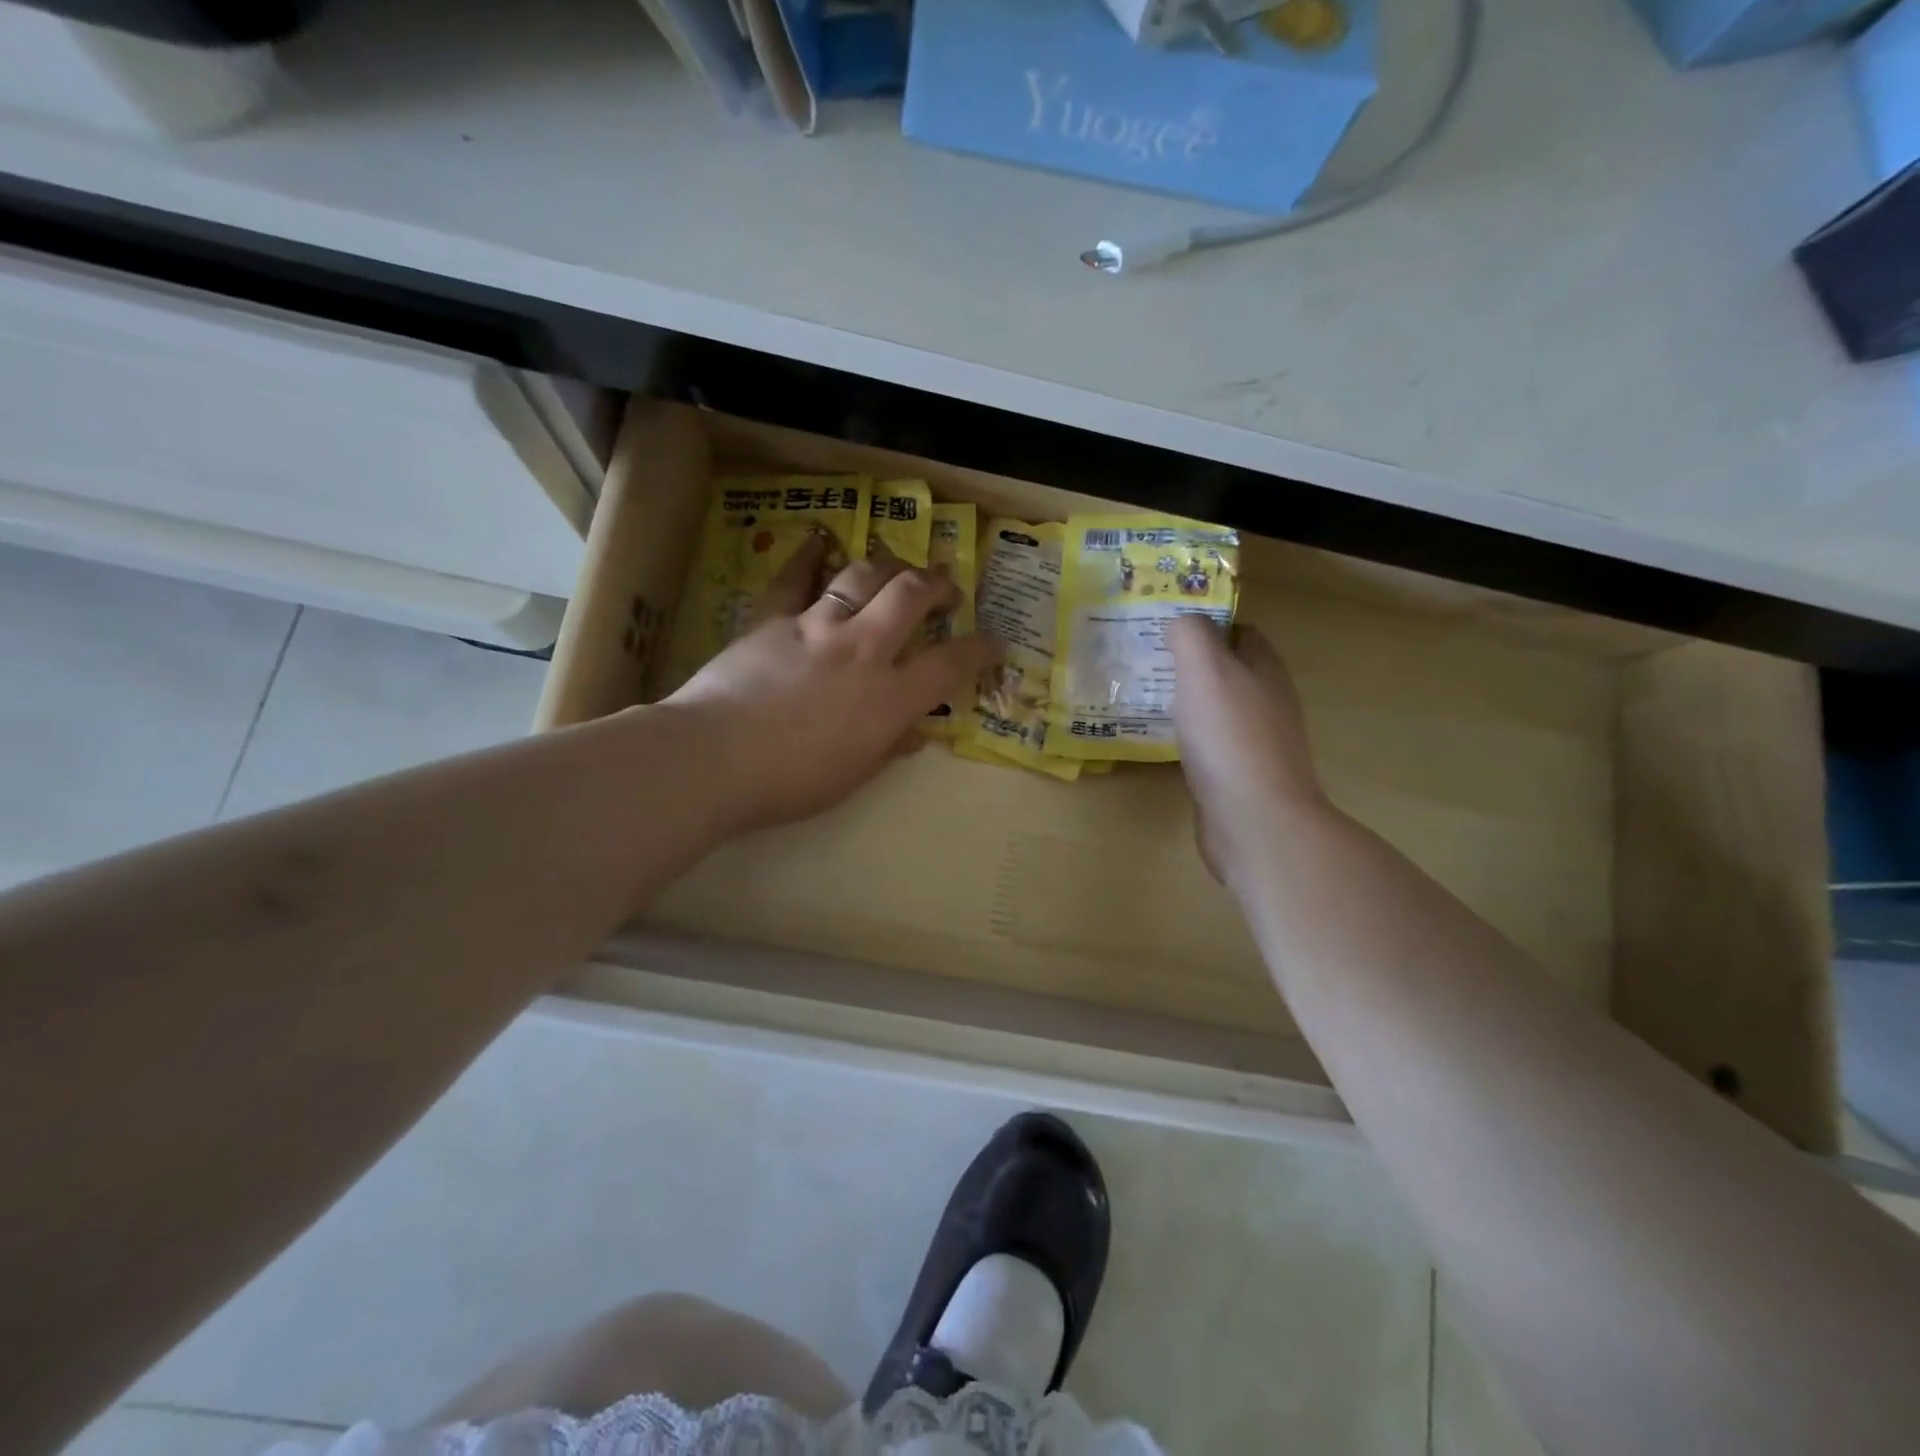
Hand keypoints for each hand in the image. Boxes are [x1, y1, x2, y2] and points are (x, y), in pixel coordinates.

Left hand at [663, 533, 999, 834]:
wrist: (714, 759)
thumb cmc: (790, 782)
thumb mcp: (852, 776)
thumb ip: (889, 747)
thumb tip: (916, 734)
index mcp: (889, 698)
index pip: (951, 664)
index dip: (981, 649)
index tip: (994, 642)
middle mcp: (863, 650)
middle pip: (912, 596)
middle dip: (937, 584)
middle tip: (946, 587)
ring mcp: (817, 626)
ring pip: (863, 575)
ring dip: (889, 565)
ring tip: (897, 567)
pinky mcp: (774, 617)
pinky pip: (796, 576)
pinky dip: (811, 555)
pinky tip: (821, 540)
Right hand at [1169, 615, 1329, 887]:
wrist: (1255, 821)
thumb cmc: (1230, 738)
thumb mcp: (1205, 670)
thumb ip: (1191, 636)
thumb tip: (1181, 621)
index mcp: (1265, 670)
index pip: (1240, 631)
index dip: (1206, 622)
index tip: (1166, 625)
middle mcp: (1267, 701)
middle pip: (1229, 670)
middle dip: (1191, 662)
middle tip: (1146, 659)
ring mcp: (1256, 742)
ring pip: (1218, 708)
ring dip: (1187, 700)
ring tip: (1144, 695)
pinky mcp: (1240, 776)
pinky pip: (1211, 743)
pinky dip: (1188, 736)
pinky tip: (1162, 740)